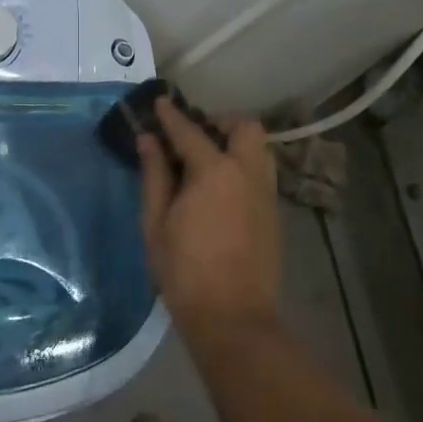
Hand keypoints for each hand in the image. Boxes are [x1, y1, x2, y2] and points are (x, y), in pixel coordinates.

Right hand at [138, 100, 282, 344]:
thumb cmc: (184, 271)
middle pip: (244, 127)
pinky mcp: (274, 213)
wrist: (233, 318)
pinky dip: (243, 166)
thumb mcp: (156, 222)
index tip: (160, 102)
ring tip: (208, 160)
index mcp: (214, 171)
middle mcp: (247, 172)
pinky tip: (221, 188)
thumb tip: (148, 141)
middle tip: (195, 135)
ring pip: (259, 148)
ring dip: (236, 142)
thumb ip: (155, 175)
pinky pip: (261, 173)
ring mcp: (266, 193)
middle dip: (220, 122)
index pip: (190, 131)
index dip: (171, 115)